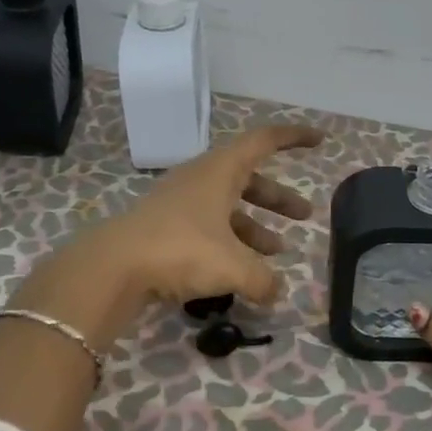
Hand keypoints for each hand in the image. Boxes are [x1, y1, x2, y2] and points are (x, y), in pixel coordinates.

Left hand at [79, 121, 325, 314]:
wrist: (112, 267)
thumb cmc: (181, 250)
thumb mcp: (233, 267)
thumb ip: (263, 279)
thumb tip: (277, 292)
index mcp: (220, 171)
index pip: (264, 141)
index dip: (293, 138)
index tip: (319, 140)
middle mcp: (201, 180)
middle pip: (249, 180)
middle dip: (279, 198)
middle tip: (306, 216)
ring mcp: (180, 204)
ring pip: (228, 207)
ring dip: (256, 226)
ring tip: (278, 252)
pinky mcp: (165, 229)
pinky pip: (208, 229)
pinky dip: (230, 244)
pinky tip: (240, 273)